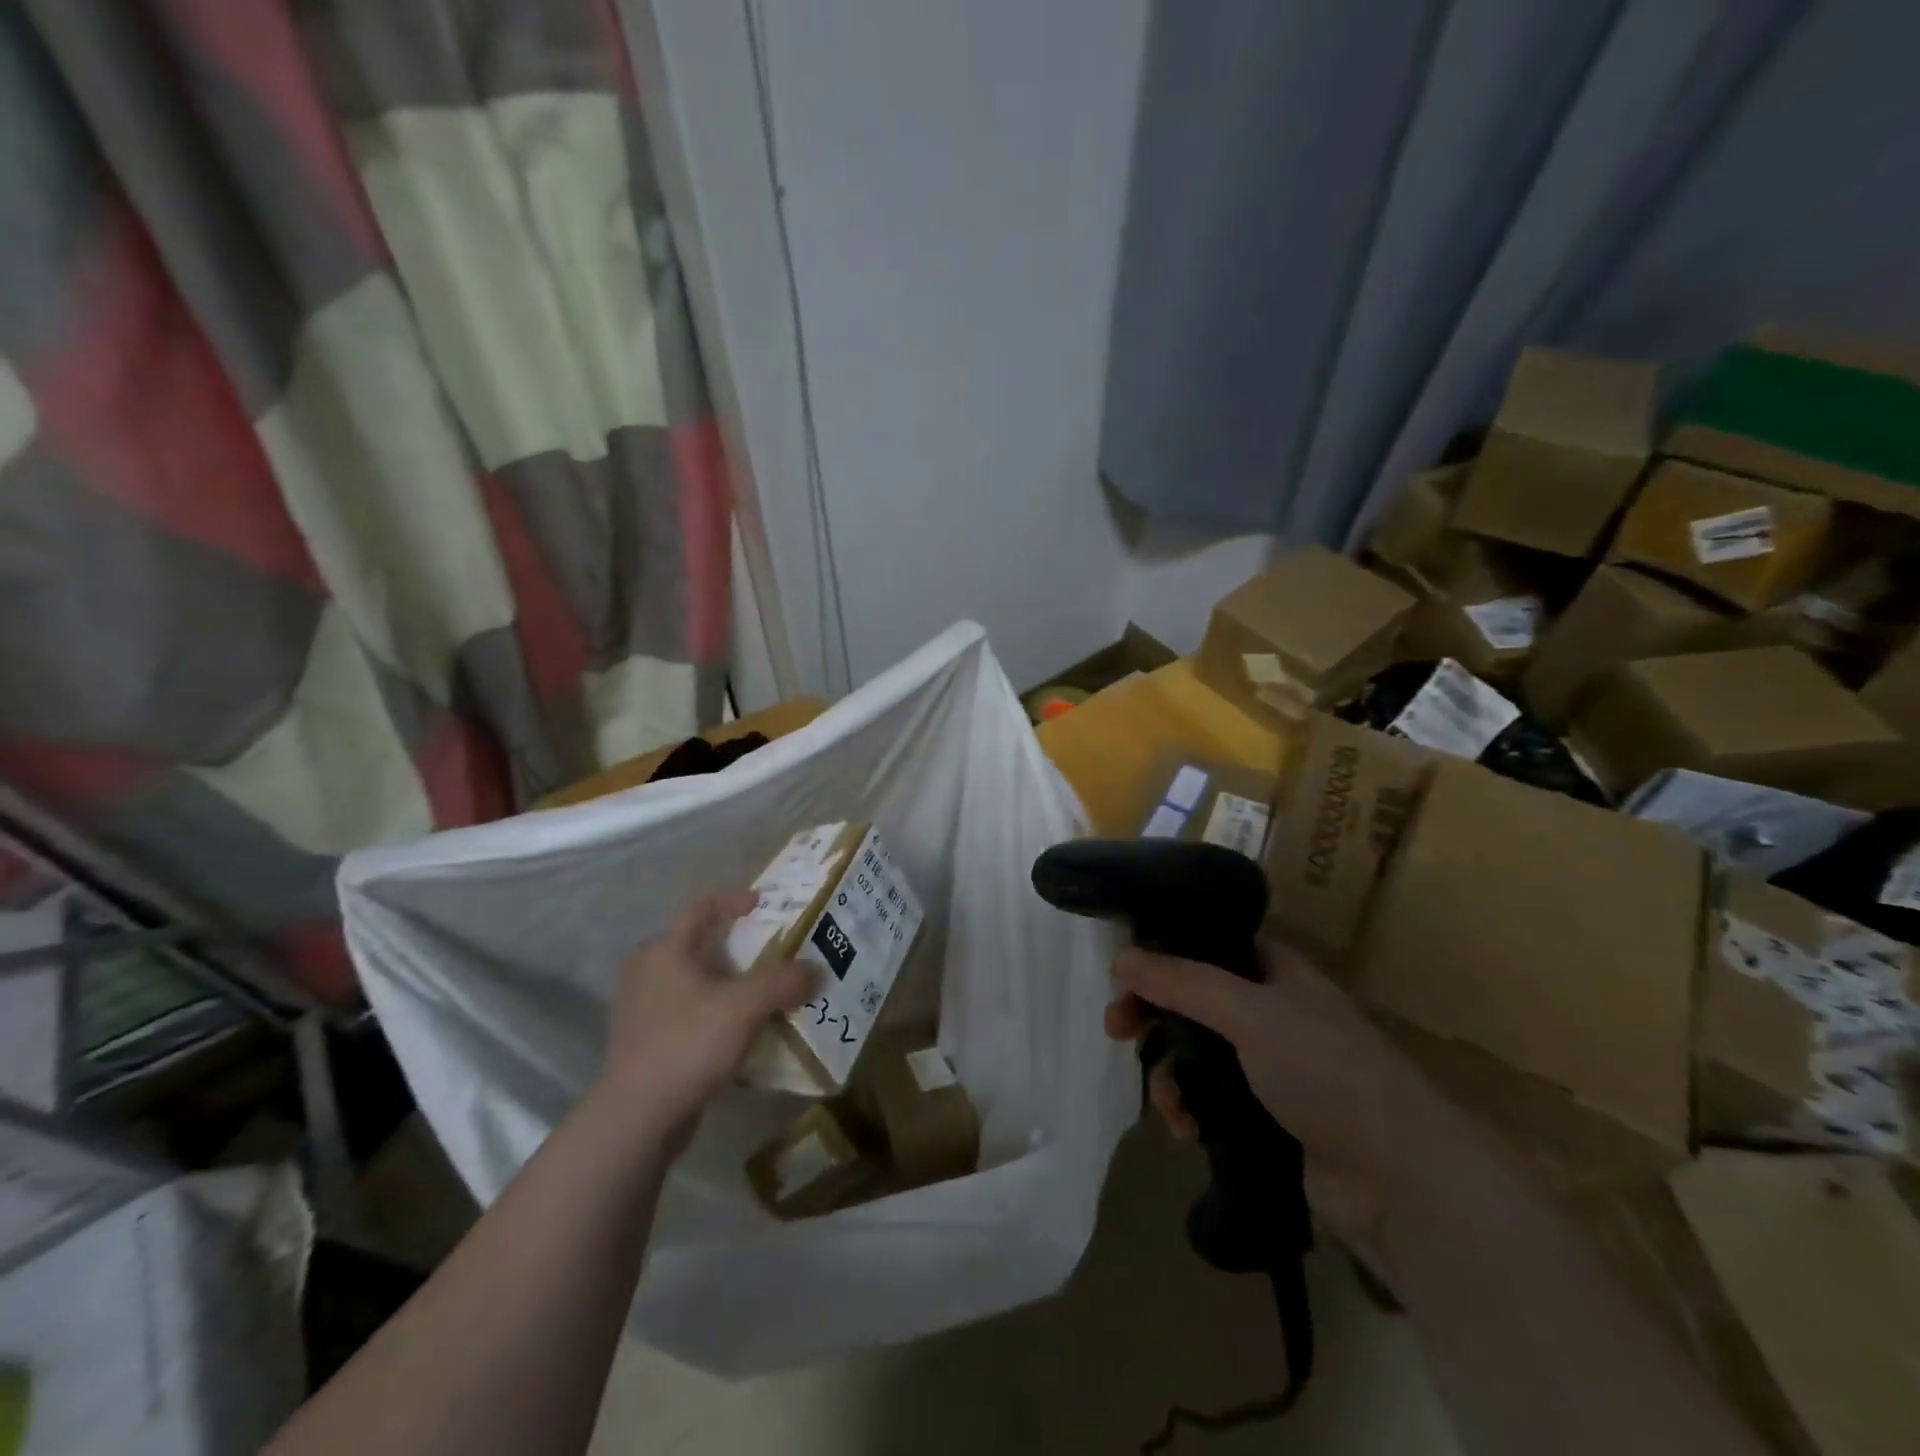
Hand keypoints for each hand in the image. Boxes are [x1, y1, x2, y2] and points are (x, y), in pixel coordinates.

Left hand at [593, 892, 817, 1151]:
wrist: (638, 1119)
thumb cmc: (688, 1044)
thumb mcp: (744, 1007)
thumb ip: (783, 982)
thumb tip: (816, 970)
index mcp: (664, 949)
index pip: (703, 907)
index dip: (736, 900)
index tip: (765, 906)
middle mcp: (646, 970)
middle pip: (698, 943)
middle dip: (737, 946)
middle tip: (771, 954)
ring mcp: (641, 1008)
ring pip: (693, 980)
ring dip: (728, 982)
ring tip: (762, 993)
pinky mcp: (644, 1041)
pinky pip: (688, 1011)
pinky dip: (715, 1011)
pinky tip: (740, 1030)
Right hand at [1104, 939, 1441, 1246]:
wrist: (1399, 1180)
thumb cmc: (1326, 1071)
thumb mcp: (1249, 1012)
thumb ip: (1182, 982)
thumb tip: (1120, 957)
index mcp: (1274, 970)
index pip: (1206, 945)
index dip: (1163, 952)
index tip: (1124, 973)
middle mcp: (1269, 1011)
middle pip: (1192, 1000)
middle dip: (1153, 1015)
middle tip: (1116, 1029)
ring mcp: (1268, 1067)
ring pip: (1195, 1054)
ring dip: (1169, 1073)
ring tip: (1166, 1102)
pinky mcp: (1264, 1117)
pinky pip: (1208, 1099)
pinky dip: (1189, 1109)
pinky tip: (1186, 1129)